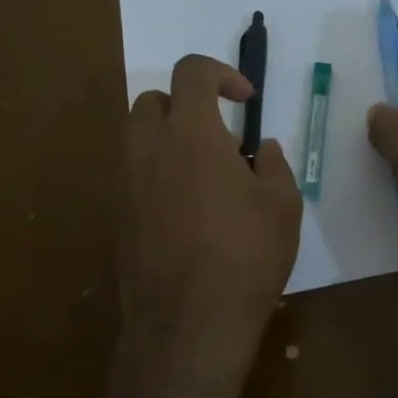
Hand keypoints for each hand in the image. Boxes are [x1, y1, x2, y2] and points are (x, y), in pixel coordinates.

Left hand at [120, 54, 302, 392]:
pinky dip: (156, 176)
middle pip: (153, 100)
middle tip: (220, 140)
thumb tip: (260, 149)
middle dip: (187, 106)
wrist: (187, 326)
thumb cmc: (245, 258)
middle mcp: (147, 149)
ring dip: (169, 141)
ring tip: (204, 178)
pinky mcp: (115, 217)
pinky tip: (186, 214)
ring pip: (138, 139)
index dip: (220, 73)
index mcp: (190, 134)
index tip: (244, 100)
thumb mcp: (282, 206)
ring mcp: (124, 184)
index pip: (191, 72)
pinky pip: (132, 176)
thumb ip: (272, 164)